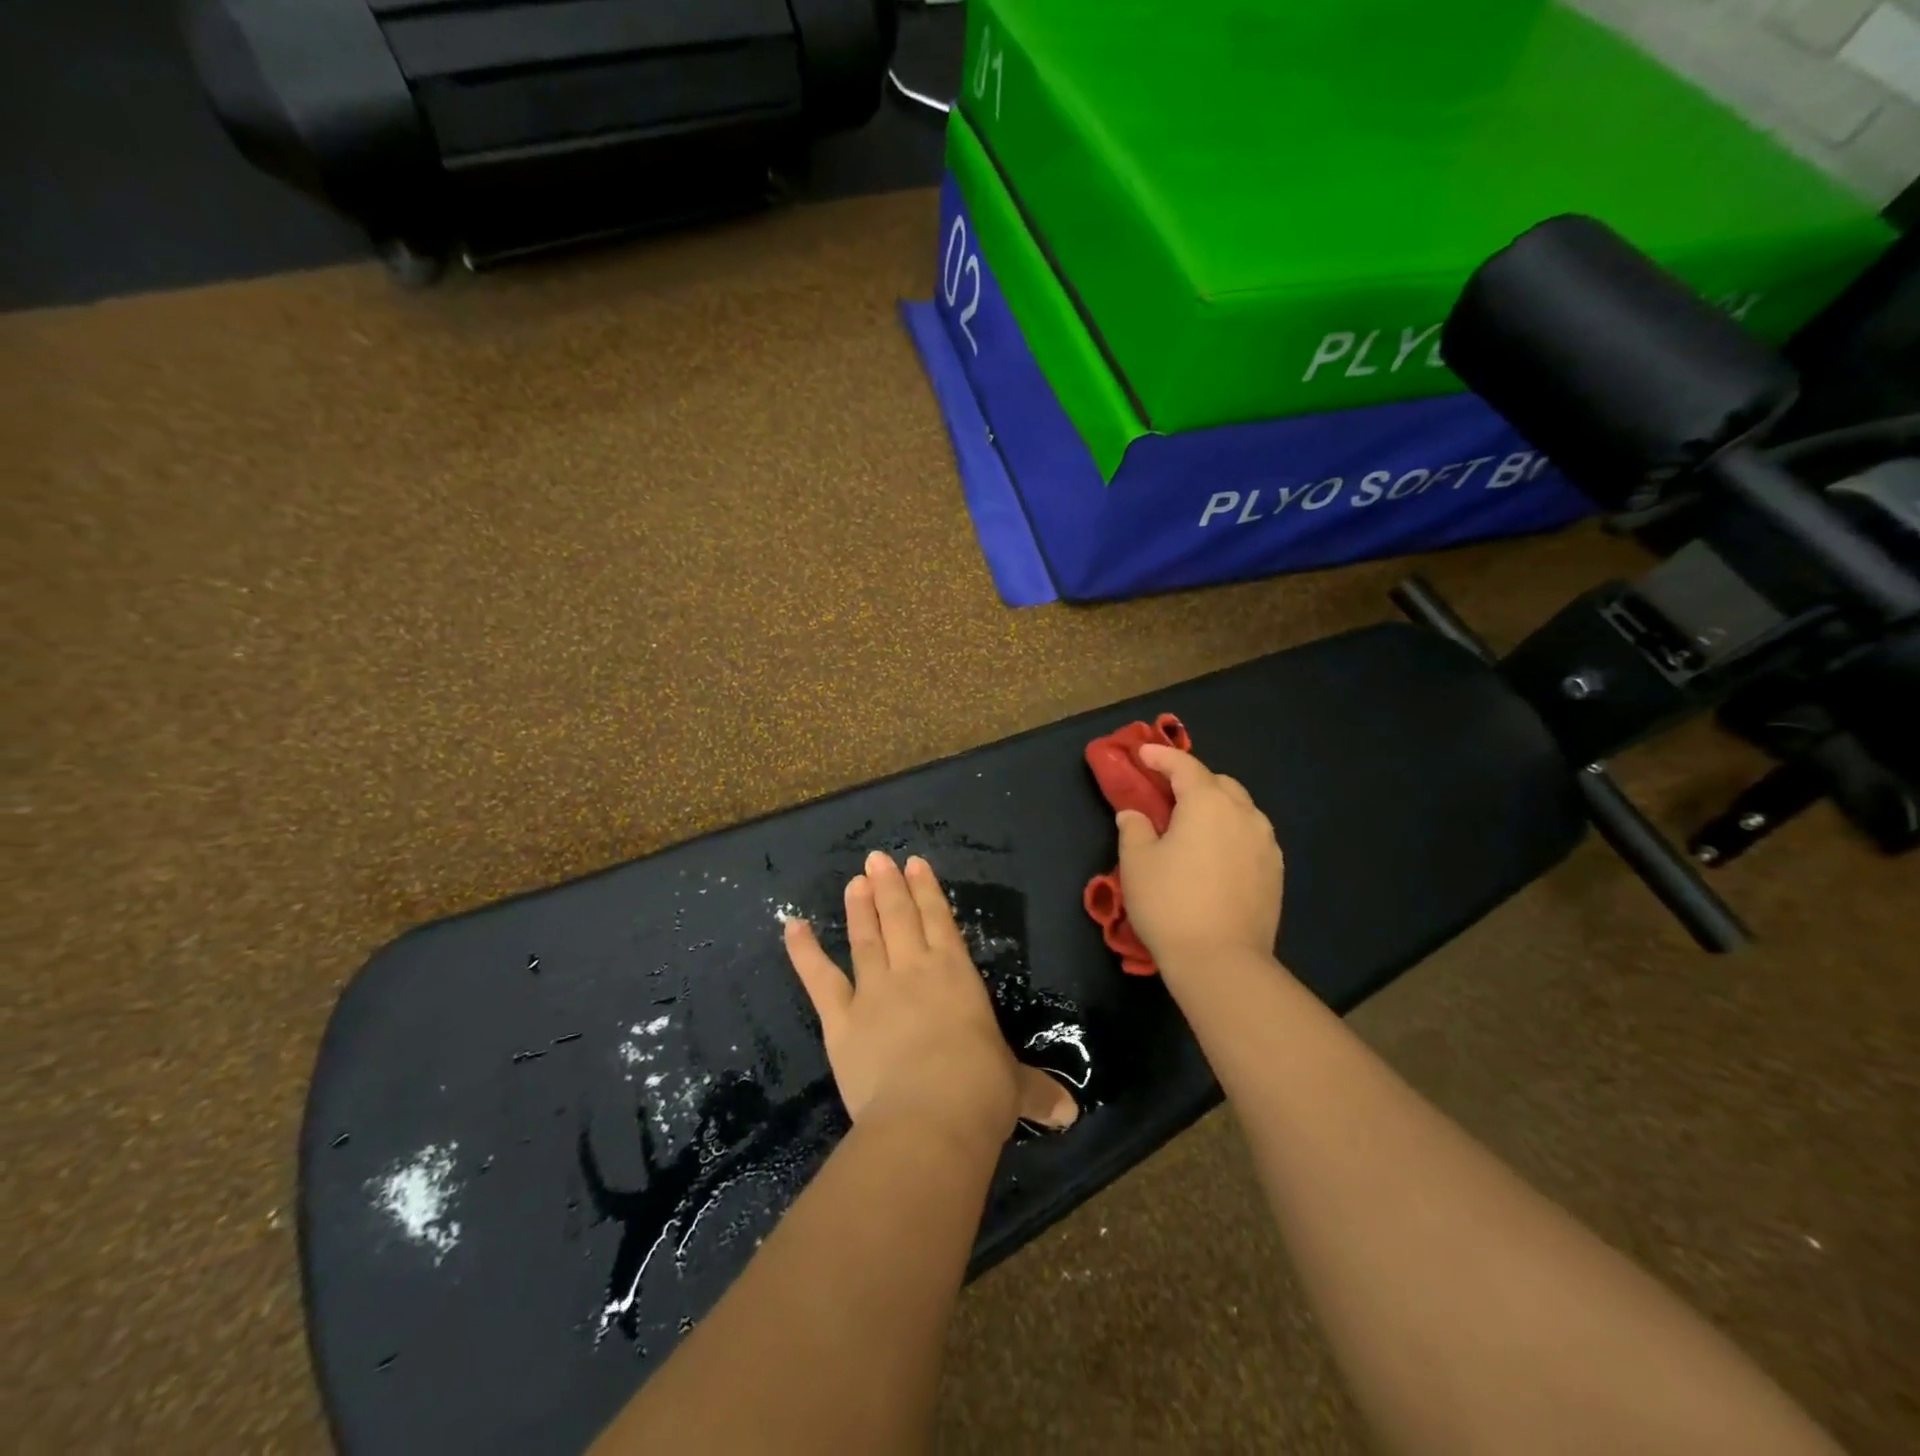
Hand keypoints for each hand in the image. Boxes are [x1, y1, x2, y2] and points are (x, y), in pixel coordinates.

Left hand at [784, 851, 1077, 1142]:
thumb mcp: (1016, 1090)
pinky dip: (804, 952)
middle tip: (877, 858)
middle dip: (890, 887)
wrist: (931, 1116)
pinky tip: (792, 926)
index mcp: (956, 977)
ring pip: (866, 939)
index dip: (927, 891)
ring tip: (854, 881)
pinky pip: (820, 979)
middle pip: (901, 919)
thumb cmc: (982, 1093)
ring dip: (859, 908)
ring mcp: (875, 992)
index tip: (915, 863)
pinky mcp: (842, 1019)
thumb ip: (1037, 1093)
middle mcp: (915, 972)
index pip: (941, 922)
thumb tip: (1069, 1114)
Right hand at [1115, 745, 1283, 977]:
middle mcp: (1243, 813)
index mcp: (1208, 803)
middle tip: (1165, 793)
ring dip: (1215, 806)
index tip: (1142, 753)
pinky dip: (1231, 832)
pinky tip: (1215, 853)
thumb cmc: (1170, 904)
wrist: (1222, 961)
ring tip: (1192, 824)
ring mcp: (1265, 843)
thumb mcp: (1137, 862)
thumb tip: (1135, 815)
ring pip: (1240, 809)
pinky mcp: (1275, 871)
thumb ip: (1134, 828)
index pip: (1184, 766)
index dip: (1161, 756)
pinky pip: (1250, 836)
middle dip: (1192, 780)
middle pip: (1218, 783)